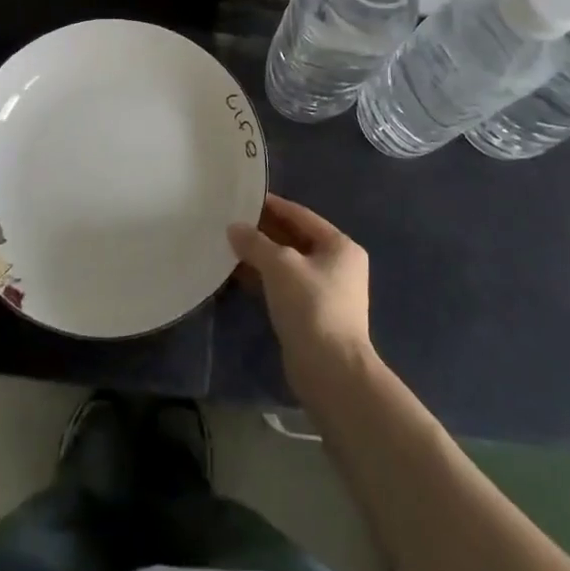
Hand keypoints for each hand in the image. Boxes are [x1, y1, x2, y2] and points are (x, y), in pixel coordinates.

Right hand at [228, 193, 375, 404]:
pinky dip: (265, 279)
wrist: (331, 371)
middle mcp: (337, 265)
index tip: (244, 198)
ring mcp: (326, 292)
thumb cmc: (311, 306)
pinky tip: (239, 275)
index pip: (301, 216)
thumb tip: (233, 228)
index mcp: (339, 246)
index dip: (272, 206)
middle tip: (232, 222)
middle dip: (264, 232)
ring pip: (288, 265)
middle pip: (295, 239)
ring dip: (262, 257)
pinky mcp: (313, 315)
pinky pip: (285, 286)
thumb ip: (255, 243)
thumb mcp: (280, 266)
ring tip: (229, 246)